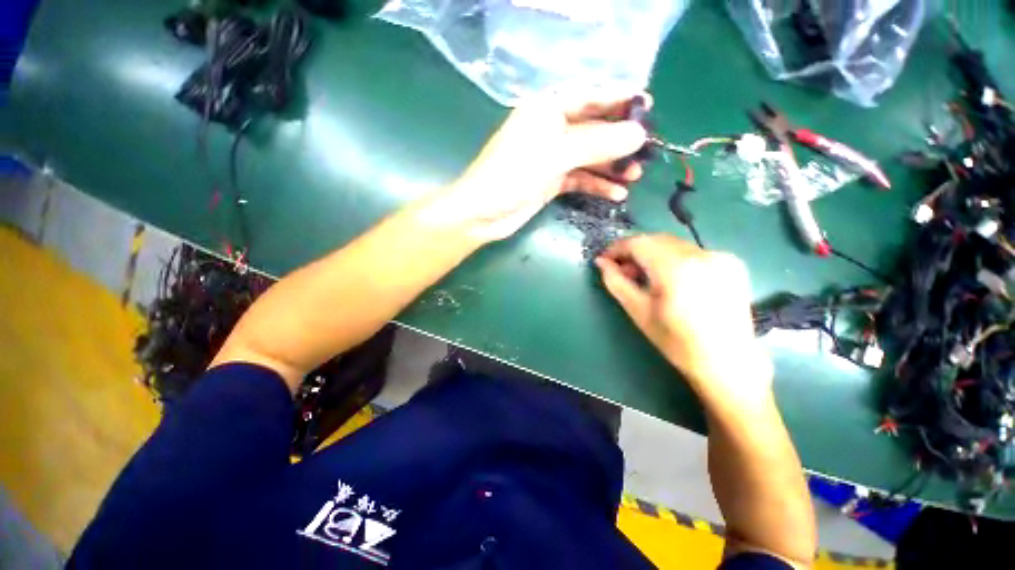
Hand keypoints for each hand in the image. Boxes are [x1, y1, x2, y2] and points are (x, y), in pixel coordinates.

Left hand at [424, 88, 649, 241]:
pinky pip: (580, 178)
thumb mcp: (555, 154)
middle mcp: (551, 128)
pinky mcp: (551, 180)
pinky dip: (597, 184)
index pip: (590, 95)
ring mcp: (552, 157)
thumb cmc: (512, 175)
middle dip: (620, 139)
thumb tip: (638, 134)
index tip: (649, 105)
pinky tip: (616, 194)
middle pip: (593, 128)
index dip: (619, 98)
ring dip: (611, 166)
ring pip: (589, 156)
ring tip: (635, 176)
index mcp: (547, 108)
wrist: (483, 214)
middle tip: (647, 150)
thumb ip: (597, 143)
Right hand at [596, 235, 773, 406]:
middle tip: (624, 271)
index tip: (605, 260)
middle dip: (635, 251)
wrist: (727, 362)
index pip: (639, 243)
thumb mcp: (638, 312)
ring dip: (653, 254)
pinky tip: (671, 279)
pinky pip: (692, 251)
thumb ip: (617, 282)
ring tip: (646, 277)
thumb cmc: (676, 342)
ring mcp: (720, 256)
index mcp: (676, 269)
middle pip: (656, 240)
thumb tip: (601, 262)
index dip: (618, 248)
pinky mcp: (732, 262)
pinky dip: (674, 258)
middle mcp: (700, 254)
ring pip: (674, 244)